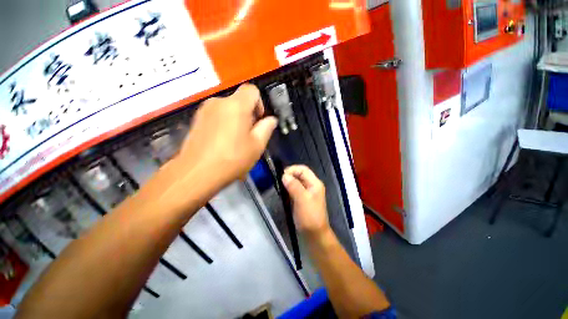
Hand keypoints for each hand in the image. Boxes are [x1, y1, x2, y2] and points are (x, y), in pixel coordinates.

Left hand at [177, 84, 277, 190]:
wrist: (196, 173)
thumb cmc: (232, 159)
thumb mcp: (257, 145)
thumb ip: (266, 128)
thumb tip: (271, 120)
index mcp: (236, 106)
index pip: (252, 90)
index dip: (259, 103)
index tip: (259, 120)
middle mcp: (218, 102)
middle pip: (239, 101)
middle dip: (248, 115)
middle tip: (249, 135)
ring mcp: (204, 111)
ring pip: (227, 109)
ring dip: (236, 120)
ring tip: (236, 142)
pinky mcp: (196, 120)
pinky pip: (216, 117)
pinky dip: (224, 125)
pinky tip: (223, 143)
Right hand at [282, 165, 329, 236]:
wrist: (314, 235)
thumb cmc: (310, 216)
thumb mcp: (302, 200)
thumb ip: (294, 186)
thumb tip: (284, 175)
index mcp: (315, 183)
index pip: (303, 169)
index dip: (292, 170)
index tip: (282, 175)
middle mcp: (311, 185)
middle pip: (300, 174)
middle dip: (289, 175)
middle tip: (279, 181)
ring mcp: (307, 192)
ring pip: (296, 182)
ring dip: (288, 182)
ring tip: (280, 186)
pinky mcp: (302, 198)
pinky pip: (294, 189)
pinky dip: (288, 188)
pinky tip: (283, 192)